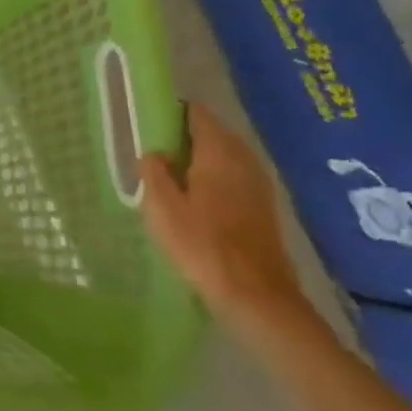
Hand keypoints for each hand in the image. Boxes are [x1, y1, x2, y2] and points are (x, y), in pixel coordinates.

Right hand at [139, 104, 309, 331]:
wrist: (256, 297)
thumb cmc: (202, 246)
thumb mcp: (161, 207)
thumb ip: (153, 172)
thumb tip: (154, 153)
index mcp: (218, 153)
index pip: (196, 114)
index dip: (171, 113)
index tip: (147, 124)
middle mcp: (244, 161)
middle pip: (212, 134)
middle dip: (183, 137)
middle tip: (153, 154)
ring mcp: (259, 186)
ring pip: (224, 158)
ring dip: (199, 160)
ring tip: (170, 178)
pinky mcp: (263, 209)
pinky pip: (233, 178)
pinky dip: (213, 179)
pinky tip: (195, 200)